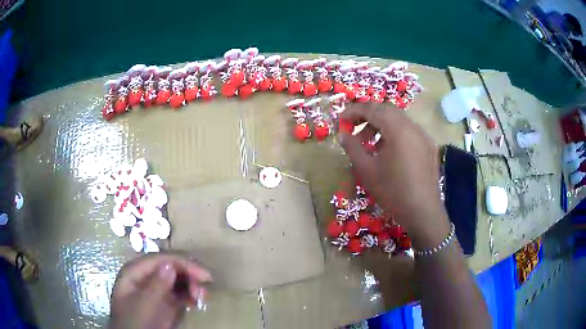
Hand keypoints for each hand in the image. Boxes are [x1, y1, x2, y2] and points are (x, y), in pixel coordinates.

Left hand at [109, 253, 211, 328]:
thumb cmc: (135, 321)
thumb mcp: (145, 304)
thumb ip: (156, 285)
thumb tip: (171, 265)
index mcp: (136, 272)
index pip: (161, 260)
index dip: (183, 264)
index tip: (203, 275)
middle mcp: (145, 277)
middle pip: (170, 268)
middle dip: (188, 275)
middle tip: (204, 289)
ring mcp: (154, 290)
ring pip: (176, 280)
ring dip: (191, 285)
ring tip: (203, 297)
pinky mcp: (163, 302)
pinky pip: (178, 293)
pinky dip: (189, 295)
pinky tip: (196, 301)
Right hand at [340, 104, 449, 248]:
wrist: (423, 212)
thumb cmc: (393, 191)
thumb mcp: (367, 170)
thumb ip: (353, 148)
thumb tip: (344, 135)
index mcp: (398, 129)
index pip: (373, 109)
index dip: (354, 111)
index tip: (341, 119)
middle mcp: (413, 127)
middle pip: (387, 111)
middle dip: (368, 117)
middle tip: (353, 129)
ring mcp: (424, 136)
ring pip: (399, 121)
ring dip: (381, 126)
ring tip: (369, 144)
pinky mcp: (429, 147)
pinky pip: (409, 132)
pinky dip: (394, 134)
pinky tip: (388, 152)